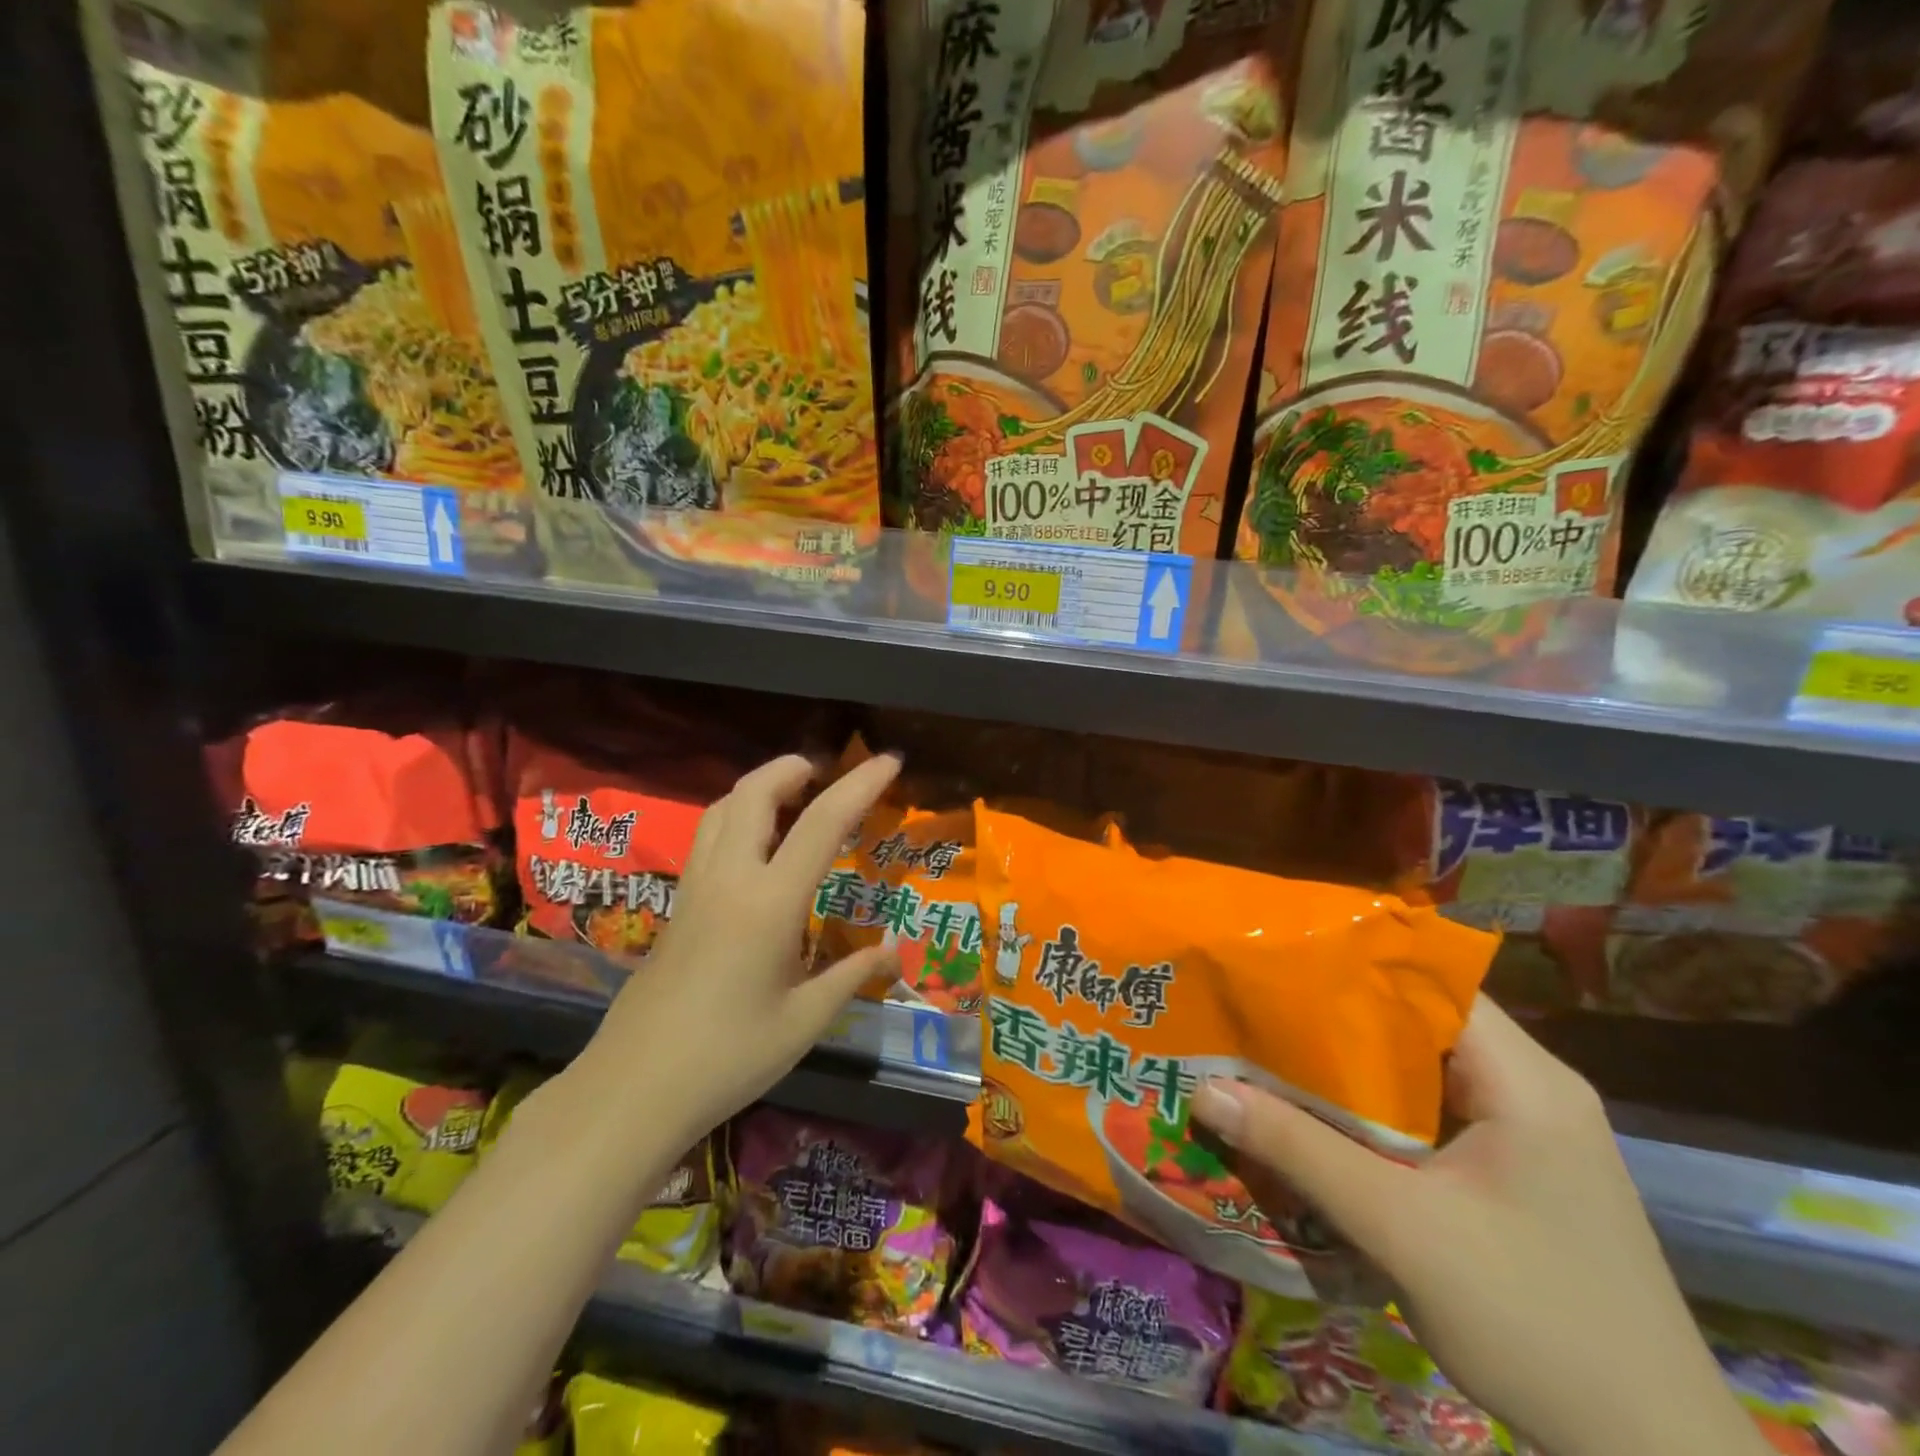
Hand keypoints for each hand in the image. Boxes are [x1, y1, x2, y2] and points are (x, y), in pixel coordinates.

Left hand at [587, 752, 902, 1143]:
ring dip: (760, 788)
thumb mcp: (805, 1022)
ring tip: (793, 798)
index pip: (822, 824)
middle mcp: (729, 879)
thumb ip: (852, 976)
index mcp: (769, 903)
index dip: (861, 785)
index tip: (890, 761)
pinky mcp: (677, 907)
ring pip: (723, 809)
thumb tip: (894, 953)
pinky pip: (708, 838)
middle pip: (754, 793)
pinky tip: (757, 850)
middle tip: (826, 772)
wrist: (632, 1091)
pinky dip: (739, 818)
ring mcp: (695, 889)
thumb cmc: (728, 1057)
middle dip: (792, 768)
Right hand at [1192, 997, 1766, 1455]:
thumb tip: (1204, 1089)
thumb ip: (1299, 1151)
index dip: (1351, 965)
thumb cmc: (1537, 1324)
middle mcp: (1532, 1089)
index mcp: (1525, 1080)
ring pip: (1422, 1070)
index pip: (1428, 982)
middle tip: (1255, 1009)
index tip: (1277, 963)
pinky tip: (1323, 1121)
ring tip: (1270, 1053)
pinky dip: (1377, 1110)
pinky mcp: (1517, 1173)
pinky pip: (1433, 1113)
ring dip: (1351, 1068)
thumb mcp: (1400, 1230)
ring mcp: (1529, 1134)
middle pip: (1419, 1022)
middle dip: (1336, 1017)